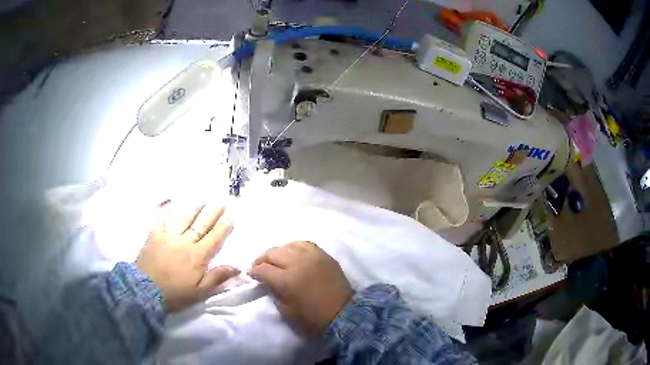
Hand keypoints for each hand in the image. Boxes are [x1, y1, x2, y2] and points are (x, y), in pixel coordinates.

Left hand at [136, 201, 238, 312]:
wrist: (145, 290)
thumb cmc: (175, 293)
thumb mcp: (199, 291)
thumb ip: (217, 277)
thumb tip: (237, 267)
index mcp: (197, 256)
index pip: (215, 237)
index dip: (224, 226)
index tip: (232, 214)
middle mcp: (185, 241)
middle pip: (201, 224)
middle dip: (213, 212)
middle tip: (222, 201)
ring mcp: (168, 235)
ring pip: (183, 217)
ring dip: (194, 207)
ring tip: (202, 200)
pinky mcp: (154, 234)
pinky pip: (161, 217)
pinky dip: (166, 208)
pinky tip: (171, 201)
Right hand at [249, 241, 352, 336]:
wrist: (344, 314)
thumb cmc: (313, 318)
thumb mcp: (286, 311)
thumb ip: (274, 292)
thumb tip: (267, 281)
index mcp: (286, 280)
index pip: (263, 269)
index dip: (254, 271)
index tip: (251, 274)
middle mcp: (297, 263)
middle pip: (272, 253)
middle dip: (262, 259)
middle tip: (259, 266)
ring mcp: (312, 256)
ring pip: (287, 245)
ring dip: (278, 252)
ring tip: (275, 260)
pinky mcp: (324, 255)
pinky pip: (304, 244)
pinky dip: (294, 247)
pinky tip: (292, 253)